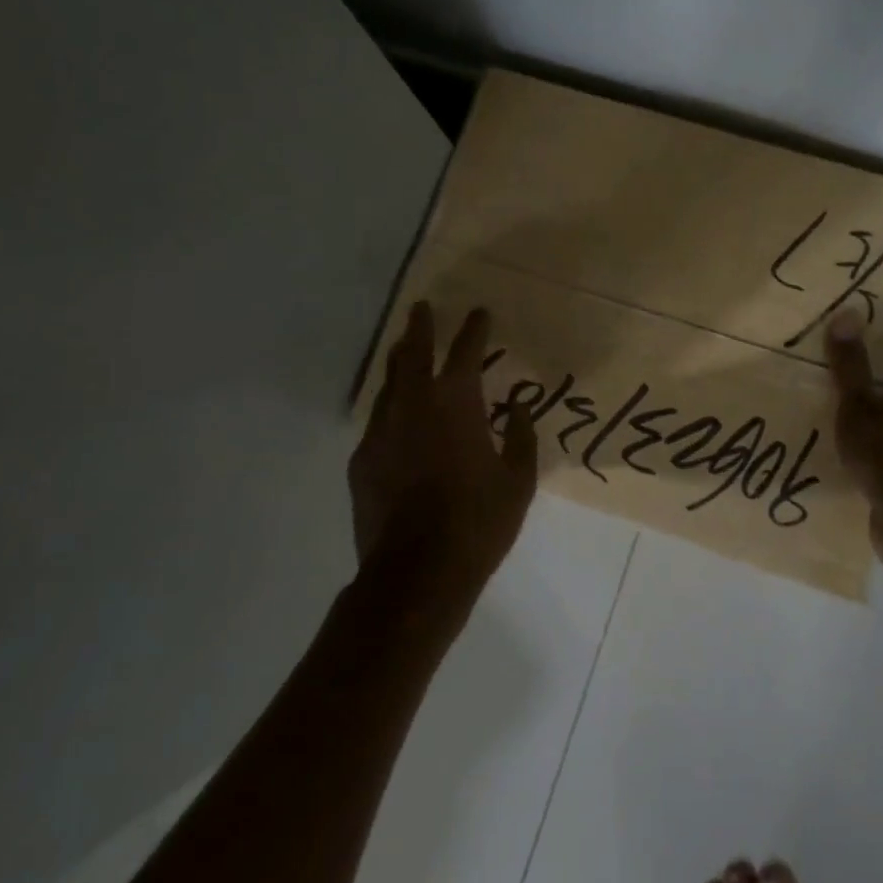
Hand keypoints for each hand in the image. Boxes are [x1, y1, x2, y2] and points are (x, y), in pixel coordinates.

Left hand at [349, 302, 538, 586]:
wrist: (415, 574)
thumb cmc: (477, 524)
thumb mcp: (518, 483)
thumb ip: (521, 438)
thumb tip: (516, 409)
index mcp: (456, 405)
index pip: (466, 352)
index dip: (474, 329)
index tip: (480, 312)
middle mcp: (413, 406)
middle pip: (412, 353)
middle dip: (420, 327)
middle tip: (422, 308)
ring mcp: (381, 432)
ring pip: (388, 383)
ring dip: (399, 362)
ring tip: (404, 349)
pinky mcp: (362, 460)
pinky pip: (378, 420)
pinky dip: (390, 407)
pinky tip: (397, 416)